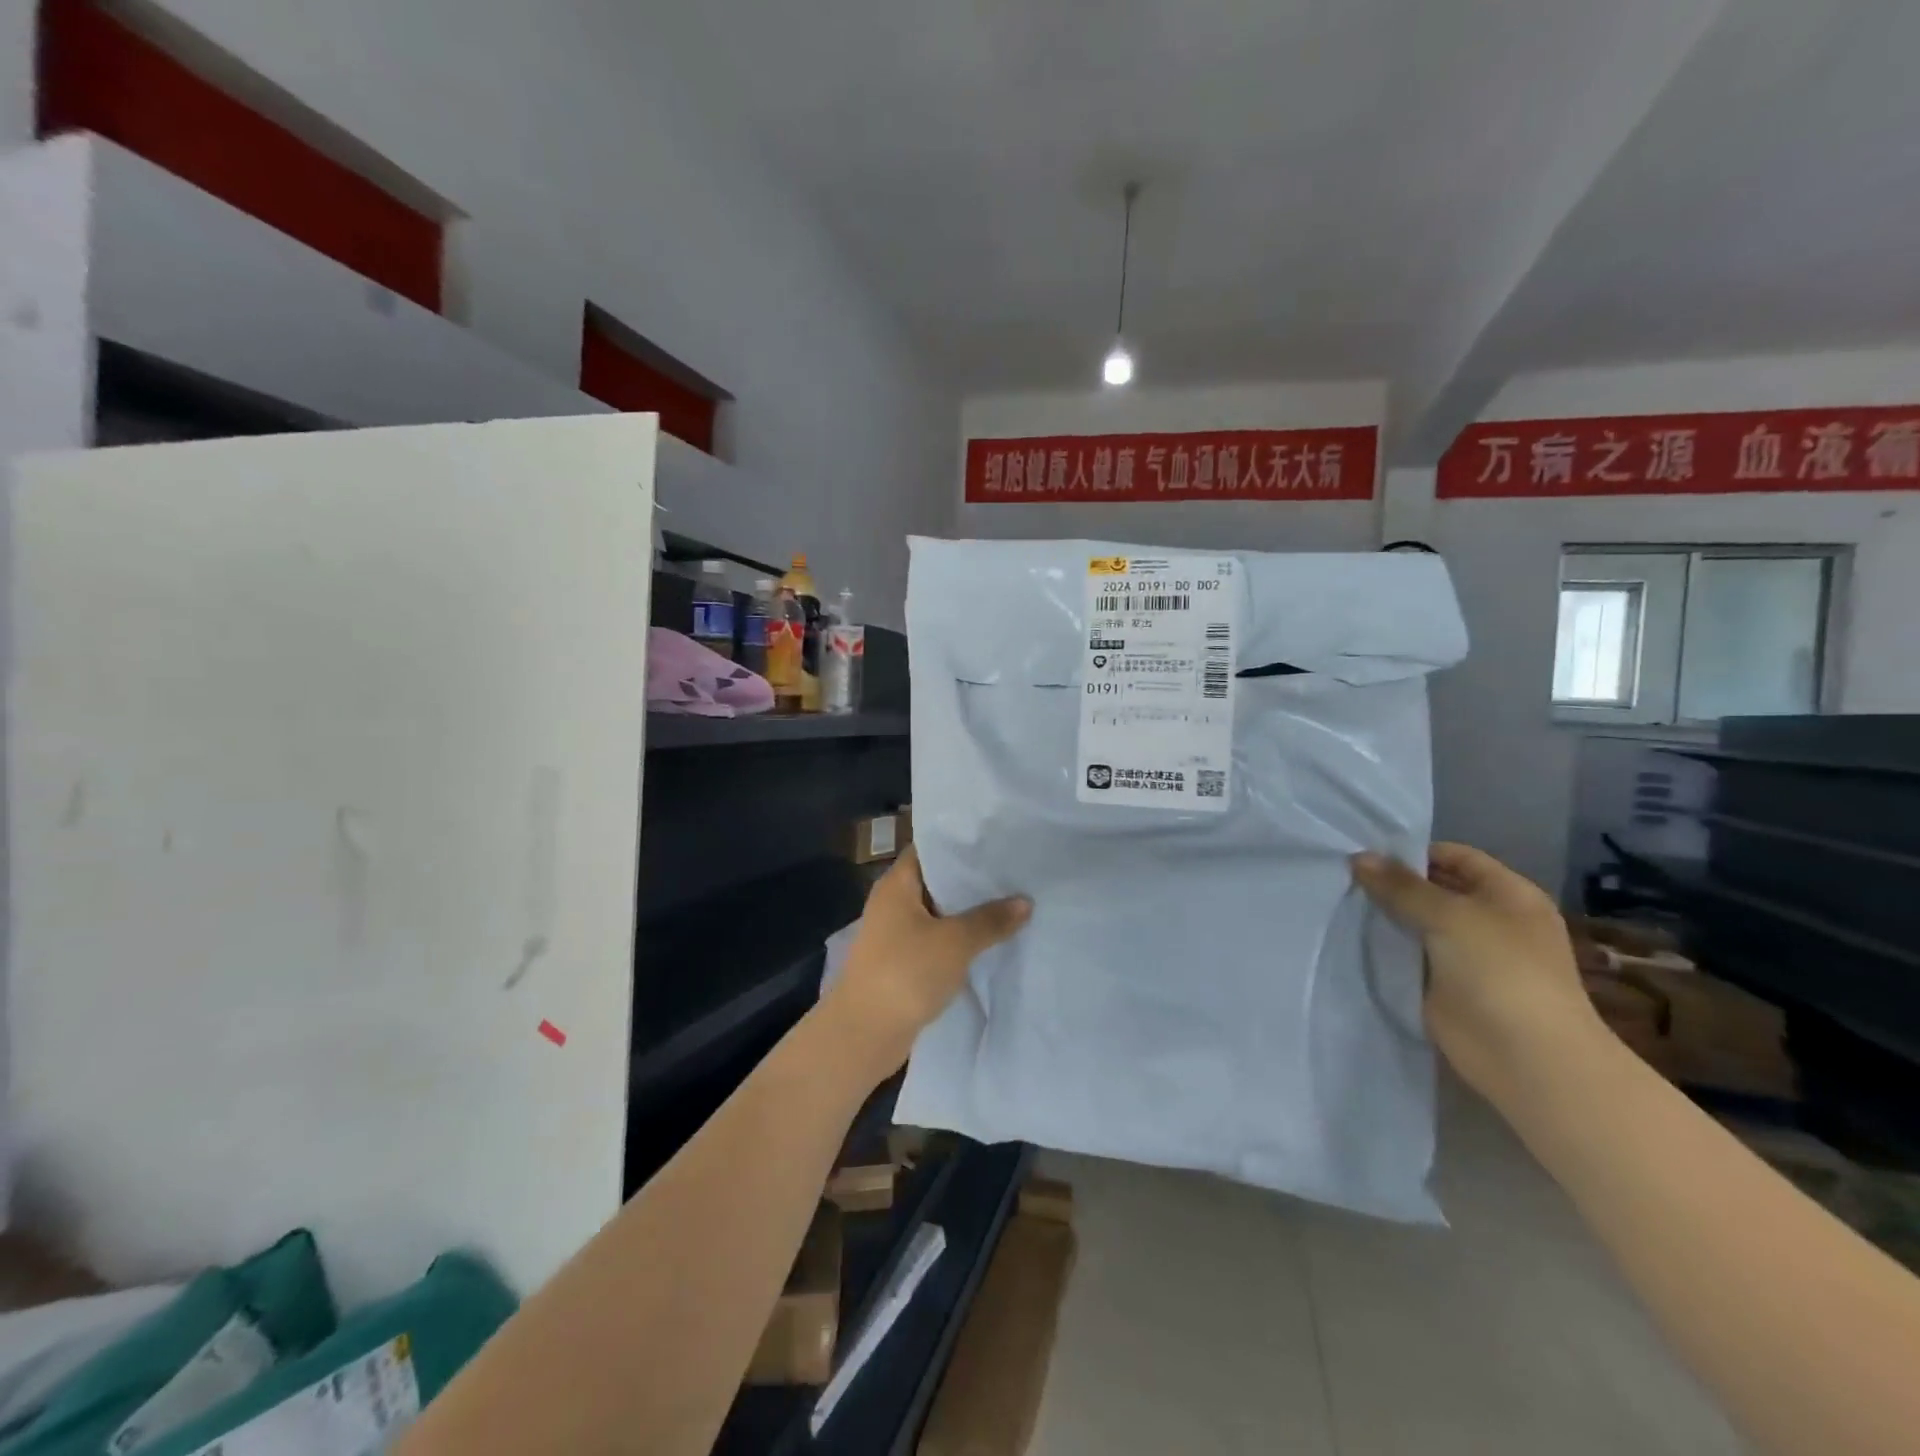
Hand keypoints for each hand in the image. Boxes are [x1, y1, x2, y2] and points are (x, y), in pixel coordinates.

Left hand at [822, 846, 1031, 1073]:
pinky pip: (937, 941)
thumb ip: (991, 919)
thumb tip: (1025, 901)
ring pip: (939, 913)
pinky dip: (959, 940)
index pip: (929, 848)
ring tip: (1011, 903)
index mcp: (897, 884)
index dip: (960, 843)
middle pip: (936, 881)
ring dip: (968, 913)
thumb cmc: (906, 972)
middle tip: (1014, 872)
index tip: (995, 841)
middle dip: (972, 880)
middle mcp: (893, 903)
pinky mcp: (902, 963)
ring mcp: (896, 934)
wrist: (865, 1033)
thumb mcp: (956, 942)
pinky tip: (991, 941)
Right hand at [1351, 842, 1602, 1101]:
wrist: (1526, 1057)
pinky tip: (1350, 936)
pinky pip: (1409, 956)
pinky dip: (1385, 947)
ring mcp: (1467, 955)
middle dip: (1392, 883)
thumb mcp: (1449, 915)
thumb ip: (1401, 886)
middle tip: (1341, 875)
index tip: (1365, 853)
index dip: (1413, 852)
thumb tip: (1358, 857)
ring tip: (1338, 900)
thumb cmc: (1500, 971)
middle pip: (1434, 889)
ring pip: (1417, 923)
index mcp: (1508, 894)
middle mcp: (1490, 920)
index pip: (1455, 857)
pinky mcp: (1445, 985)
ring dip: (1385, 916)